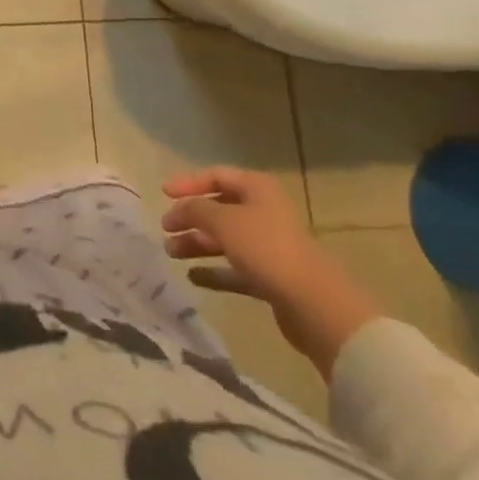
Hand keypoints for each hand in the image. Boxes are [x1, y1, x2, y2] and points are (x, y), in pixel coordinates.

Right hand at [162, 167, 382, 377]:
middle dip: (191, 217)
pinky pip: (236, 269)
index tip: (163, 193)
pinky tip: (193, 277)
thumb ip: (195, 209)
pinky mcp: (272, 278)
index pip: (216, 175)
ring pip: (226, 240)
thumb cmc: (266, 249)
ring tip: (172, 253)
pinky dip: (215, 271)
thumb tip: (179, 209)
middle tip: (165, 228)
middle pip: (220, 209)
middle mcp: (264, 212)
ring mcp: (269, 246)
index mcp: (257, 189)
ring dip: (197, 244)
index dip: (188, 182)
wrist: (315, 304)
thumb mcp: (222, 221)